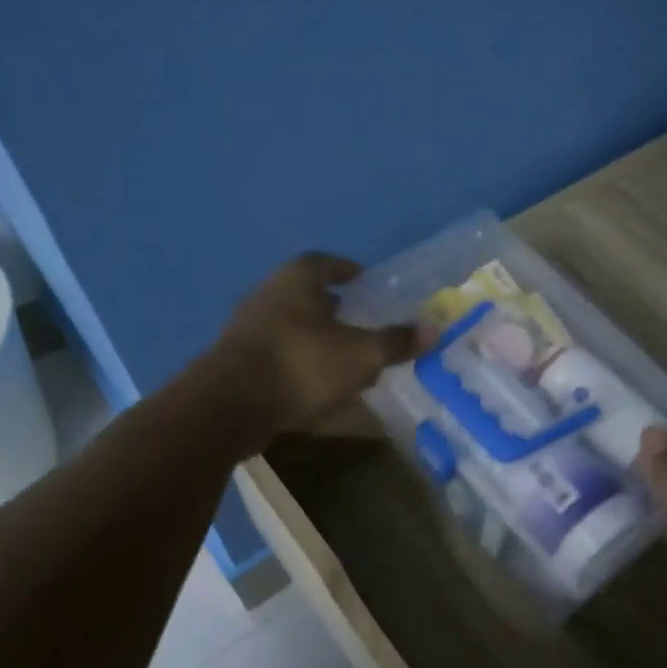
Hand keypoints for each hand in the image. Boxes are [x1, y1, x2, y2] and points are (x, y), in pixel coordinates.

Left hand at [208, 253, 420, 443]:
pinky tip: (319, 386)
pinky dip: (301, 364)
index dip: (345, 269)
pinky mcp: (238, 362)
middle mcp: (268, 296)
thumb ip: (395, 342)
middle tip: (358, 320)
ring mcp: (248, 329)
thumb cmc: (302, 364)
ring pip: (291, 327)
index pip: (324, 263)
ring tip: (344, 357)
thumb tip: (434, 329)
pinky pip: (279, 356)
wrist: (232, 404)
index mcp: (296, 281)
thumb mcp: (360, 354)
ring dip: (317, 339)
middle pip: (305, 295)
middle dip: (333, 308)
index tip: (362, 279)